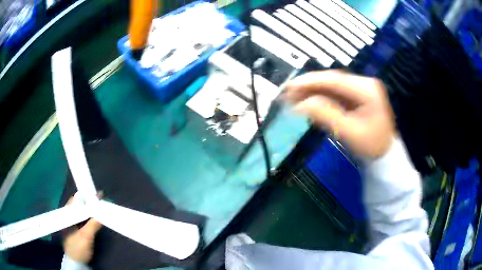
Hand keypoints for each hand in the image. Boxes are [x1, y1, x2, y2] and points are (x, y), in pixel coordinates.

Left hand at [63, 196, 101, 263]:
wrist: (76, 263)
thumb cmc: (78, 249)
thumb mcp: (86, 238)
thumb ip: (92, 225)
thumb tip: (101, 213)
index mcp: (66, 215)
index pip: (75, 201)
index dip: (86, 197)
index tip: (96, 195)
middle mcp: (67, 217)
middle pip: (78, 206)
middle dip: (88, 202)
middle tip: (100, 200)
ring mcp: (71, 223)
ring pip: (80, 212)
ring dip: (89, 210)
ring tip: (98, 207)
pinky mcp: (75, 229)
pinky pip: (81, 219)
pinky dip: (88, 217)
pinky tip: (94, 218)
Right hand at [284, 70, 394, 158]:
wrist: (384, 154)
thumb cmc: (371, 146)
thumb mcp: (349, 132)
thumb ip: (326, 115)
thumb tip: (300, 104)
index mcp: (367, 89)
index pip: (335, 80)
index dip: (310, 81)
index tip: (290, 86)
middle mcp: (363, 83)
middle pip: (332, 80)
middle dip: (309, 86)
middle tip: (287, 92)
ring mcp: (360, 89)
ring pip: (331, 86)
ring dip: (312, 91)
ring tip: (292, 97)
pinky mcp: (356, 96)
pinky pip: (335, 94)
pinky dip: (320, 97)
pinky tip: (307, 101)